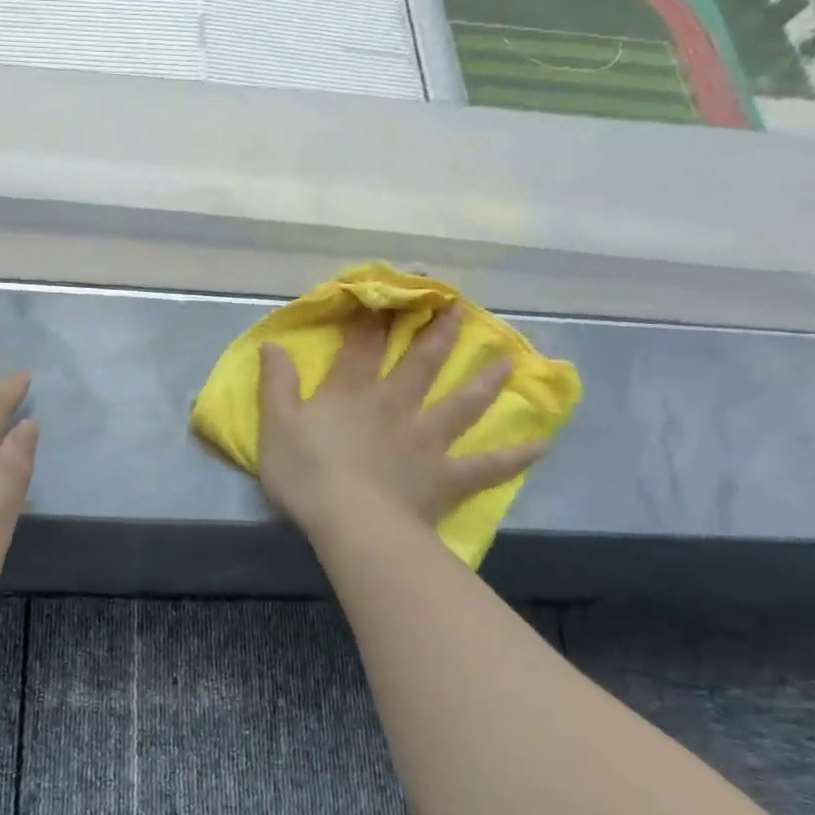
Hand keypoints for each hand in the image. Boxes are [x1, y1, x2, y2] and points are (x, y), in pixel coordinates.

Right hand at [258, 309, 545, 539]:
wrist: (350, 522)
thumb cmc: (306, 474)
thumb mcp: (276, 425)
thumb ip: (276, 384)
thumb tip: (272, 345)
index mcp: (352, 394)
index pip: (363, 346)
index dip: (373, 317)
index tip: (388, 292)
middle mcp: (395, 406)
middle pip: (421, 364)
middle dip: (438, 334)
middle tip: (459, 308)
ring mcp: (425, 440)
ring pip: (462, 404)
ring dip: (485, 382)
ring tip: (508, 362)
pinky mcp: (445, 476)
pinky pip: (485, 466)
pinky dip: (514, 457)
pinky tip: (541, 446)